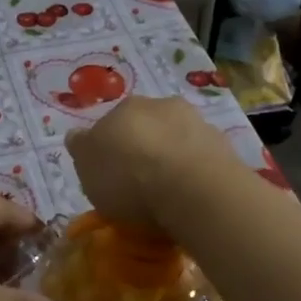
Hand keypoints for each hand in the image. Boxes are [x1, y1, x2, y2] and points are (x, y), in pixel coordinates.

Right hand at [66, 96, 242, 233]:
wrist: (193, 189)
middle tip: (139, 184)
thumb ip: (81, 149)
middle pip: (145, 128)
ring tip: (168, 194)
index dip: (108, 149)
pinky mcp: (223, 145)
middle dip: (141, 149)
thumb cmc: (129, 178)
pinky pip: (200, 158)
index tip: (110, 175)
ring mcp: (196, 122)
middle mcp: (160, 105)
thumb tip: (77, 135)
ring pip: (175, 139)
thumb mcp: (86, 168)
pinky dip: (193, 172)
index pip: (109, 124)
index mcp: (122, 107)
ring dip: (170, 158)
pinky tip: (190, 195)